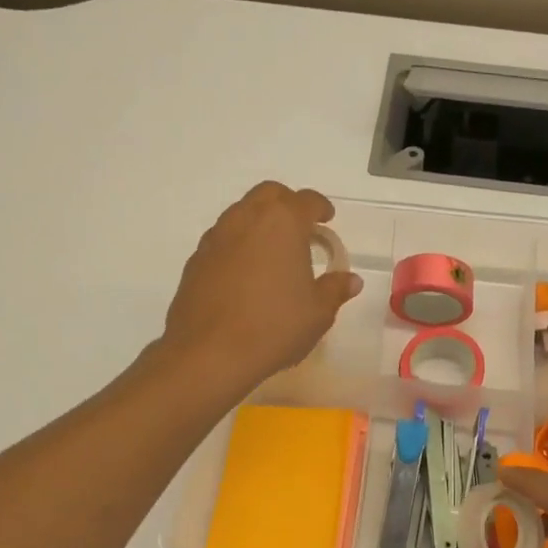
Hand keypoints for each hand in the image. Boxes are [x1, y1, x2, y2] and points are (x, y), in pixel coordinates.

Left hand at [160, 182, 362, 392]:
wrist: (209, 353)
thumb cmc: (274, 326)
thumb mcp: (318, 312)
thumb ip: (335, 289)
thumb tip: (351, 280)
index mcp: (282, 222)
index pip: (306, 201)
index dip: (320, 207)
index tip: (327, 219)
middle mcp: (246, 219)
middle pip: (269, 194)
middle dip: (287, 203)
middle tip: (301, 227)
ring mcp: (216, 237)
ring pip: (241, 213)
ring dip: (260, 222)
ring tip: (273, 251)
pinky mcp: (196, 260)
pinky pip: (222, 239)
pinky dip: (238, 245)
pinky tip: (245, 273)